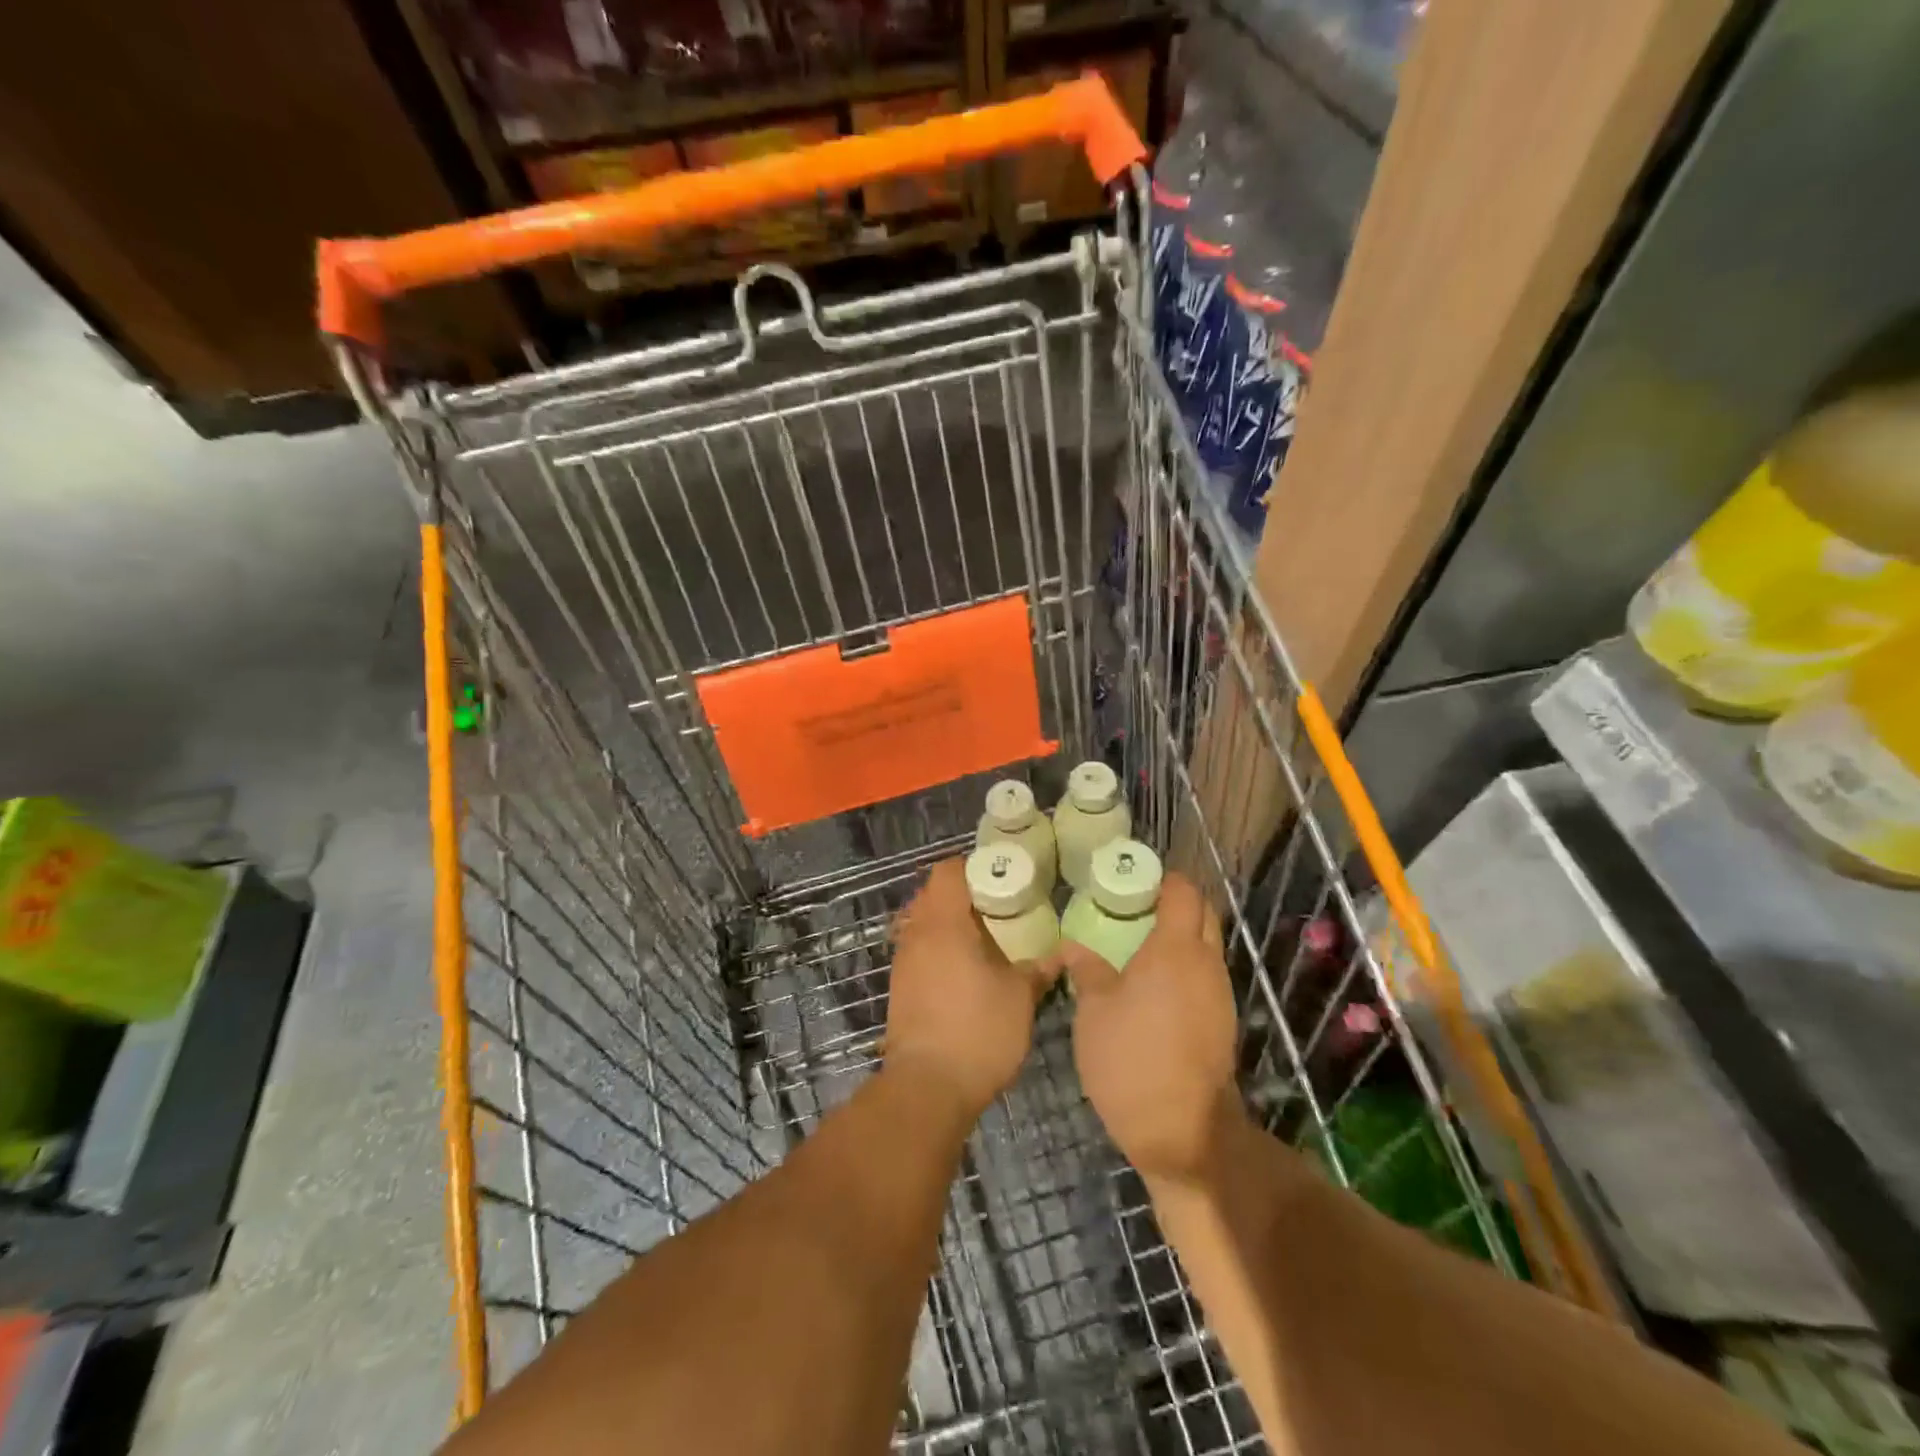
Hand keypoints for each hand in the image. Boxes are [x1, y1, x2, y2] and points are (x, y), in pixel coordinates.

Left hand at [885, 859, 1057, 1119]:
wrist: (927, 1087)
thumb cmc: (977, 1030)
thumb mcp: (1020, 997)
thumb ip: (1038, 969)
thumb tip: (1058, 954)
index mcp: (944, 923)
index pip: (948, 871)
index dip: (973, 867)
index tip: (1001, 876)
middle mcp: (917, 934)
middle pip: (933, 894)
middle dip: (964, 895)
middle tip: (1000, 907)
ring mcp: (904, 962)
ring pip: (924, 924)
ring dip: (950, 924)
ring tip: (987, 939)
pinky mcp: (900, 988)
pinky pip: (920, 950)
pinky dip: (940, 949)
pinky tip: (967, 971)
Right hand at [1061, 872, 1243, 1183]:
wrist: (1181, 1131)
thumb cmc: (1130, 1059)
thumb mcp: (1094, 1011)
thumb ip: (1086, 970)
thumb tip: (1071, 945)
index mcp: (1175, 949)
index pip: (1183, 893)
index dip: (1165, 879)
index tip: (1137, 878)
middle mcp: (1206, 963)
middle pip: (1204, 914)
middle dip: (1178, 902)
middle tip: (1138, 906)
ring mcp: (1221, 993)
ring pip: (1208, 946)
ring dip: (1184, 936)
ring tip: (1142, 944)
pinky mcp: (1224, 1021)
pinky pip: (1207, 976)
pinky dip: (1187, 967)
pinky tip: (1156, 985)